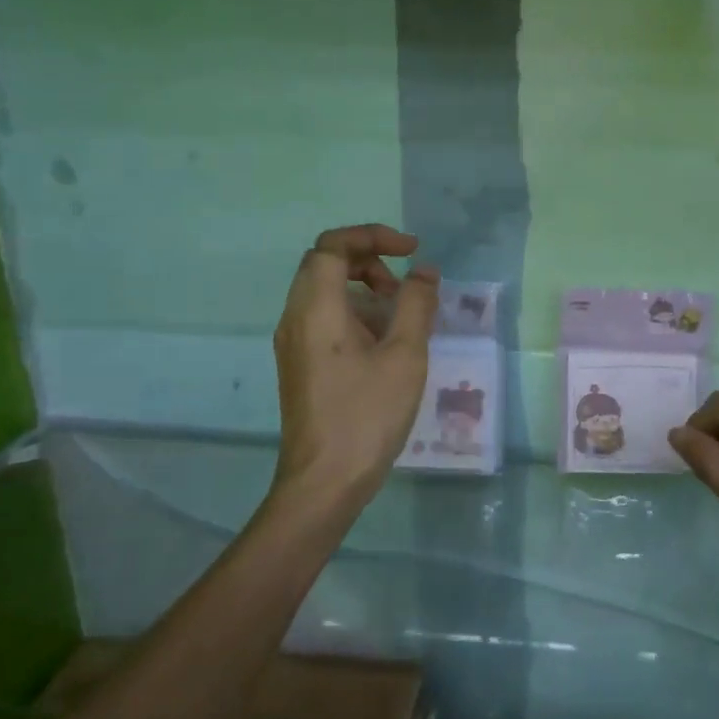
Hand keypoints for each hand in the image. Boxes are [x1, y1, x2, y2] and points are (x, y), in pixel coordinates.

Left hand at [273, 224, 438, 512]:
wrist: (324, 482)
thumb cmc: (367, 414)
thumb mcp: (404, 355)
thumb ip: (416, 304)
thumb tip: (425, 272)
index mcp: (316, 308)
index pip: (333, 245)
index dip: (373, 236)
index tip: (411, 250)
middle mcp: (296, 317)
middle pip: (325, 263)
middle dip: (369, 259)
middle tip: (404, 282)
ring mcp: (293, 342)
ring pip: (323, 290)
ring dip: (363, 287)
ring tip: (400, 313)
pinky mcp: (300, 363)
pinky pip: (323, 317)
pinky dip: (354, 311)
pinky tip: (384, 341)